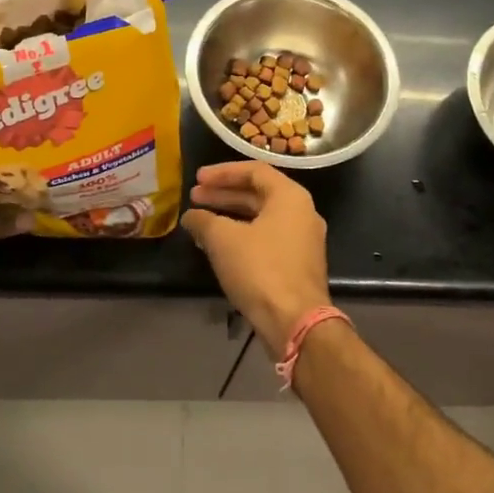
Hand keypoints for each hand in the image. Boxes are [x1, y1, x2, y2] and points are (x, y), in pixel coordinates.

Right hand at [181, 163, 330, 356]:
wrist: (295, 321)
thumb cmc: (261, 269)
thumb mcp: (223, 240)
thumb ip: (204, 220)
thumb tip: (191, 216)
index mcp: (290, 197)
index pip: (254, 171)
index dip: (222, 172)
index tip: (197, 178)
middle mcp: (302, 213)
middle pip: (258, 193)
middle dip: (224, 194)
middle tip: (194, 196)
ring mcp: (303, 240)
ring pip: (262, 218)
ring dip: (230, 215)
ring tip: (200, 220)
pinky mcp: (298, 264)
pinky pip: (267, 239)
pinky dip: (242, 235)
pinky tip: (218, 246)